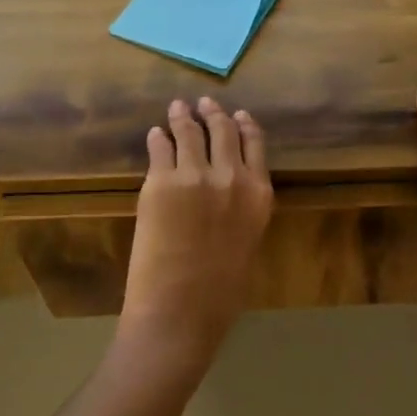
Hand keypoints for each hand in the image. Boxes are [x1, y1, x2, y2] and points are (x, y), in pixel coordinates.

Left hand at [121, 97, 273, 370]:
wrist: (180, 311)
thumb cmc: (220, 292)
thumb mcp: (247, 241)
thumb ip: (242, 208)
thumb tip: (228, 189)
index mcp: (260, 194)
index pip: (255, 143)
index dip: (244, 124)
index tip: (237, 113)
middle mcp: (232, 176)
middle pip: (224, 129)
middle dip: (213, 112)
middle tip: (203, 103)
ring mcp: (195, 175)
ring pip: (191, 131)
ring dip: (183, 116)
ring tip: (177, 109)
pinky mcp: (161, 181)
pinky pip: (160, 147)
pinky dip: (159, 138)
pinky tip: (156, 135)